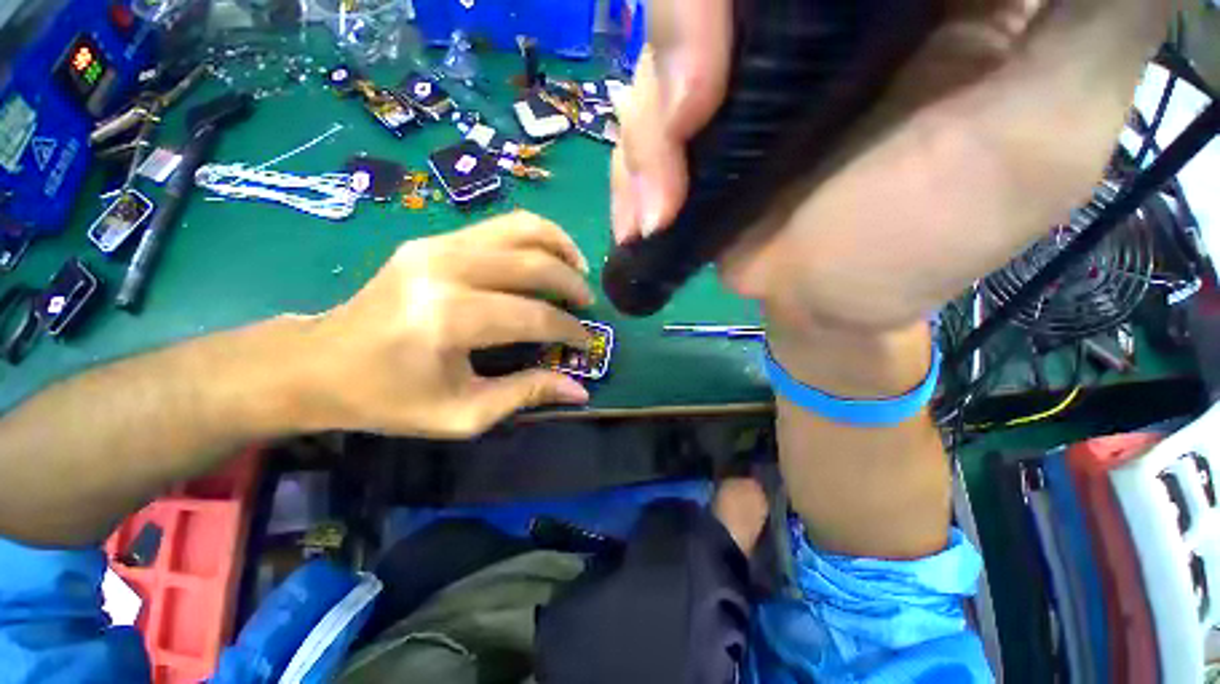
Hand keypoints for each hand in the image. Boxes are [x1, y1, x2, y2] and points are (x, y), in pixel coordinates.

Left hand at [299, 211, 594, 438]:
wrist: (317, 363)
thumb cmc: (389, 399)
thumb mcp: (463, 414)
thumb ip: (527, 393)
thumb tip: (580, 388)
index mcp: (449, 320)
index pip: (534, 316)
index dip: (569, 330)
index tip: (585, 343)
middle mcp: (446, 270)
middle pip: (534, 262)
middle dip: (572, 283)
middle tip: (588, 304)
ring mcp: (436, 245)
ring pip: (520, 228)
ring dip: (559, 246)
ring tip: (576, 271)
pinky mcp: (432, 239)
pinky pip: (499, 227)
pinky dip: (534, 238)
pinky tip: (545, 259)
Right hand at [612, 0, 1168, 334]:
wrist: (835, 305)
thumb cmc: (935, 240)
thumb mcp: (1045, 129)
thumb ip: (1090, 22)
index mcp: (892, 1)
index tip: (729, 44)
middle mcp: (802, 22)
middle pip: (704, 1)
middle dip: (679, 45)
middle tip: (687, 123)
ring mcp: (737, 84)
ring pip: (656, 69)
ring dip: (646, 141)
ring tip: (661, 212)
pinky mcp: (697, 143)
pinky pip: (637, 137)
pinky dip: (629, 178)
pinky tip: (641, 223)